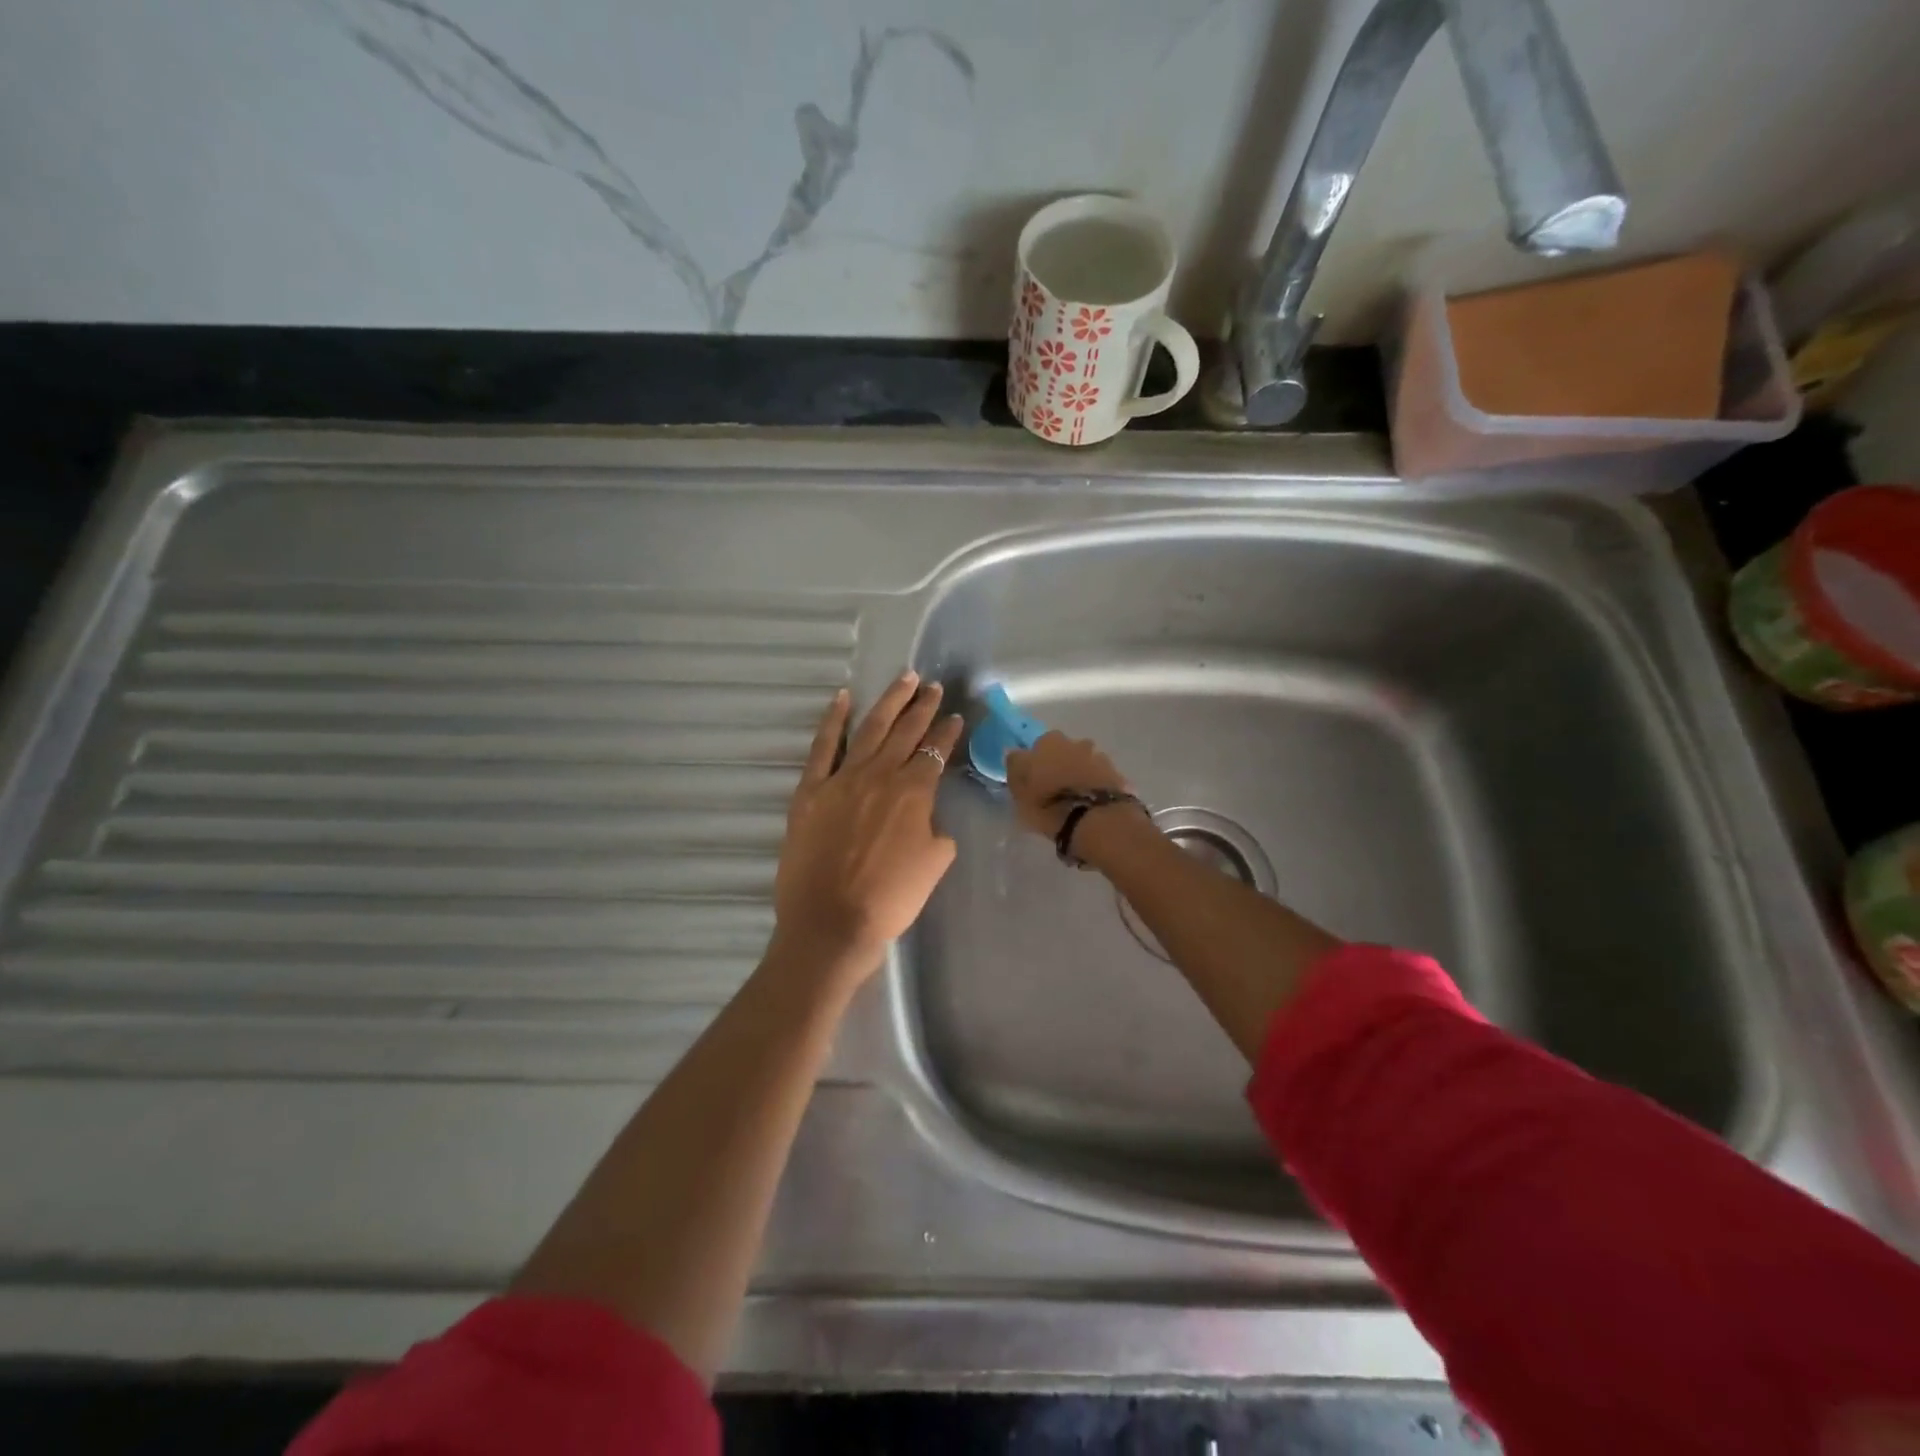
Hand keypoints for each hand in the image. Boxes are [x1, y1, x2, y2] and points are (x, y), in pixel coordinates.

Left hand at [773, 672, 963, 983]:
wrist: (832, 922)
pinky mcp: (810, 790)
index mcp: (914, 792)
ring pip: (870, 728)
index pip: (935, 752)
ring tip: (904, 679)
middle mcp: (880, 774)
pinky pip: (823, 746)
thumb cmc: (891, 899)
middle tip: (933, 686)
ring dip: (889, 701)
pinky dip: (833, 719)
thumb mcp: (934, 863)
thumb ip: (935, 829)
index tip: (954, 716)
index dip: (947, 733)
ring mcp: (842, 778)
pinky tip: (843, 698)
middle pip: (906, 731)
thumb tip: (924, 816)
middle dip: (922, 706)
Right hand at [1004, 731, 1134, 837]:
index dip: (1036, 763)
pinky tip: (1092, 804)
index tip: (1034, 780)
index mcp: (1049, 742)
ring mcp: (1100, 758)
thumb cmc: (1048, 803)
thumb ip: (1015, 767)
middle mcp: (1076, 743)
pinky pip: (1101, 780)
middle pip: (1064, 752)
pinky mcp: (1118, 776)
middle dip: (1060, 765)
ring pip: (1084, 764)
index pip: (1037, 747)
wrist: (1095, 819)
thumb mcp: (1018, 790)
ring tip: (1076, 800)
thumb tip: (1014, 753)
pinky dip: (1096, 788)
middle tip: (1055, 790)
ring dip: (1079, 776)